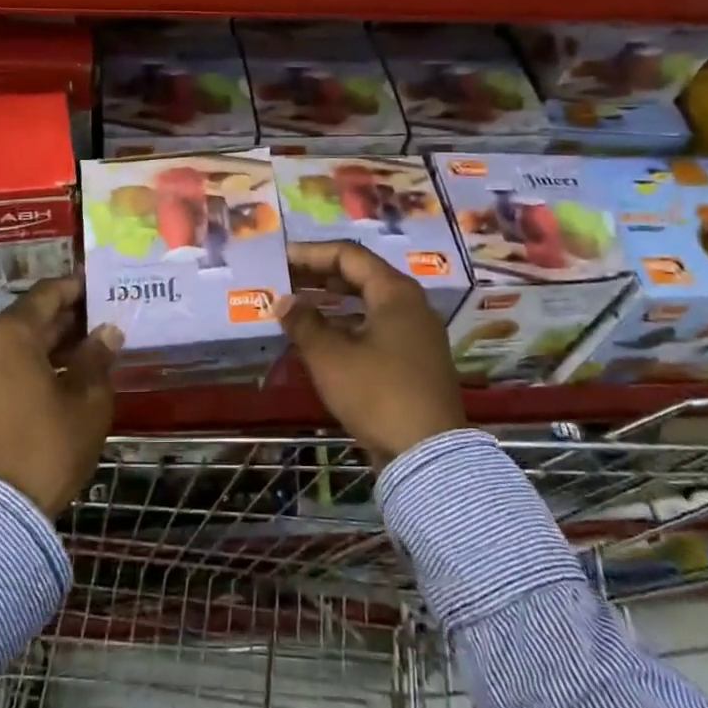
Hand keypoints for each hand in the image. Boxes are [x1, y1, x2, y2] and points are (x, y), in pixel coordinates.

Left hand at [0, 275, 121, 516]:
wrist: (2, 508)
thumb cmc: (51, 444)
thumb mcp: (88, 399)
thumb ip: (97, 357)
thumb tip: (107, 331)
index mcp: (11, 334)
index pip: (48, 294)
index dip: (77, 287)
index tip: (102, 285)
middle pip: (31, 316)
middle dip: (67, 316)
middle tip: (104, 317)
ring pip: (18, 341)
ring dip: (52, 340)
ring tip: (92, 345)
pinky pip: (6, 363)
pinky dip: (33, 360)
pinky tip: (65, 371)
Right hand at [273, 241, 465, 465]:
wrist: (427, 453)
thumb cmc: (376, 393)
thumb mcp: (330, 356)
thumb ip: (304, 322)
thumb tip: (283, 301)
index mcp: (395, 292)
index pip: (349, 255)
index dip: (311, 254)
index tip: (281, 259)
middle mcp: (411, 304)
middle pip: (360, 276)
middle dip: (319, 276)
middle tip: (285, 280)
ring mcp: (416, 333)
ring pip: (368, 303)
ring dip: (332, 302)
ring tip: (297, 306)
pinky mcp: (415, 359)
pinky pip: (376, 327)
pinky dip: (347, 325)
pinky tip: (321, 337)